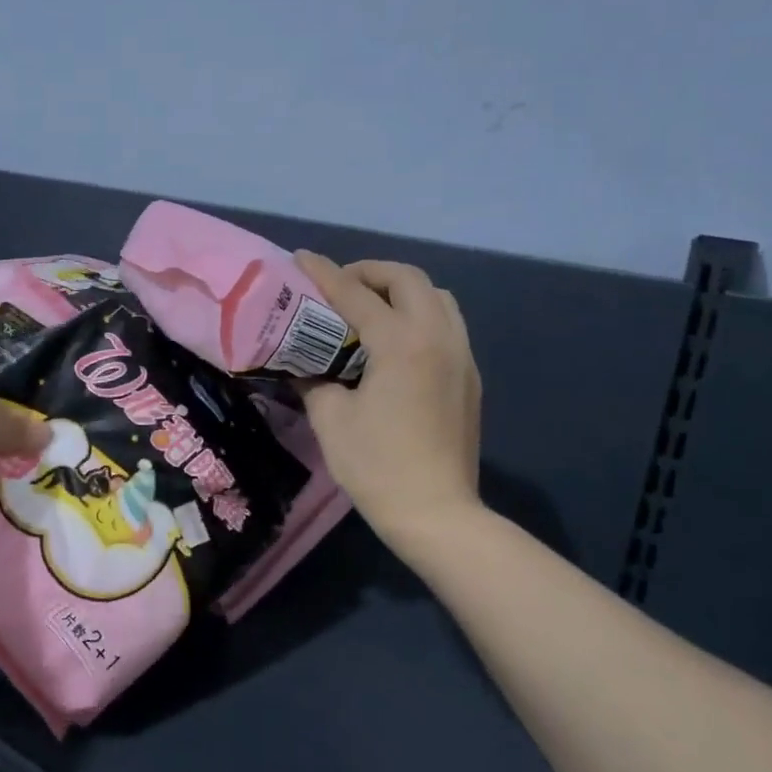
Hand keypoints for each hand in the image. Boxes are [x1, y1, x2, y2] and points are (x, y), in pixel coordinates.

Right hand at [295, 252, 482, 545]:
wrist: (436, 513)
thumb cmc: (377, 467)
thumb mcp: (330, 421)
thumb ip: (314, 380)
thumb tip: (301, 365)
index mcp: (400, 343)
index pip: (356, 294)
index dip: (325, 274)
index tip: (301, 259)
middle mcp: (437, 336)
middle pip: (408, 278)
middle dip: (370, 271)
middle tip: (340, 286)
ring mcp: (460, 354)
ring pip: (437, 296)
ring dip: (402, 289)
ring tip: (372, 306)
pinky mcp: (470, 375)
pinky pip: (449, 323)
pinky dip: (421, 313)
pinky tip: (399, 340)